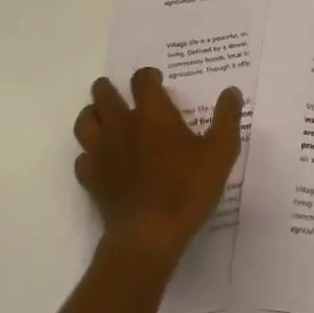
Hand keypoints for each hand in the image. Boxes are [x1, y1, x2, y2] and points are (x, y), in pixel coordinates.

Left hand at [73, 68, 242, 266]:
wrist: (148, 237)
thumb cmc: (187, 189)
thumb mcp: (221, 152)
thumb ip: (227, 118)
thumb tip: (231, 91)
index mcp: (152, 113)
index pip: (142, 80)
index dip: (148, 76)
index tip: (157, 80)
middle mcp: (122, 125)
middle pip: (104, 94)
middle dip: (109, 88)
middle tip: (121, 93)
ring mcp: (102, 152)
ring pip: (85, 121)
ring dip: (93, 114)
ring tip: (103, 117)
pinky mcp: (91, 179)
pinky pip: (82, 157)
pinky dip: (89, 153)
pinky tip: (101, 159)